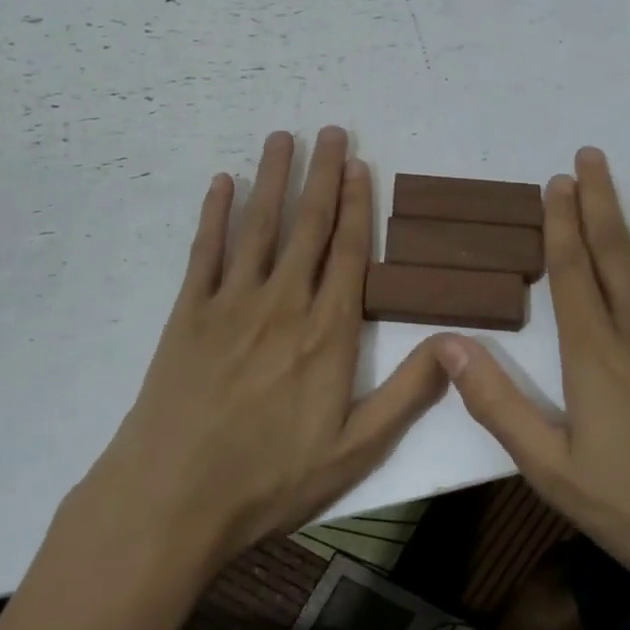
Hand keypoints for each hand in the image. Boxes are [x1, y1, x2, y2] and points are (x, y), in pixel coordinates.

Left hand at [85, 128, 448, 574]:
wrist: (172, 499)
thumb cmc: (270, 479)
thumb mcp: (356, 451)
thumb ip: (408, 393)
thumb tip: (456, 342)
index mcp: (328, 333)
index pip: (349, 253)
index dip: (358, 206)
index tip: (361, 166)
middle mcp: (284, 303)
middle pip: (309, 226)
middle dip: (323, 175)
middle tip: (331, 130)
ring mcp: (231, 302)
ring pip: (260, 225)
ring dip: (273, 178)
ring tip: (283, 137)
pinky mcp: (188, 312)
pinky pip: (205, 250)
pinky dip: (214, 213)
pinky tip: (223, 182)